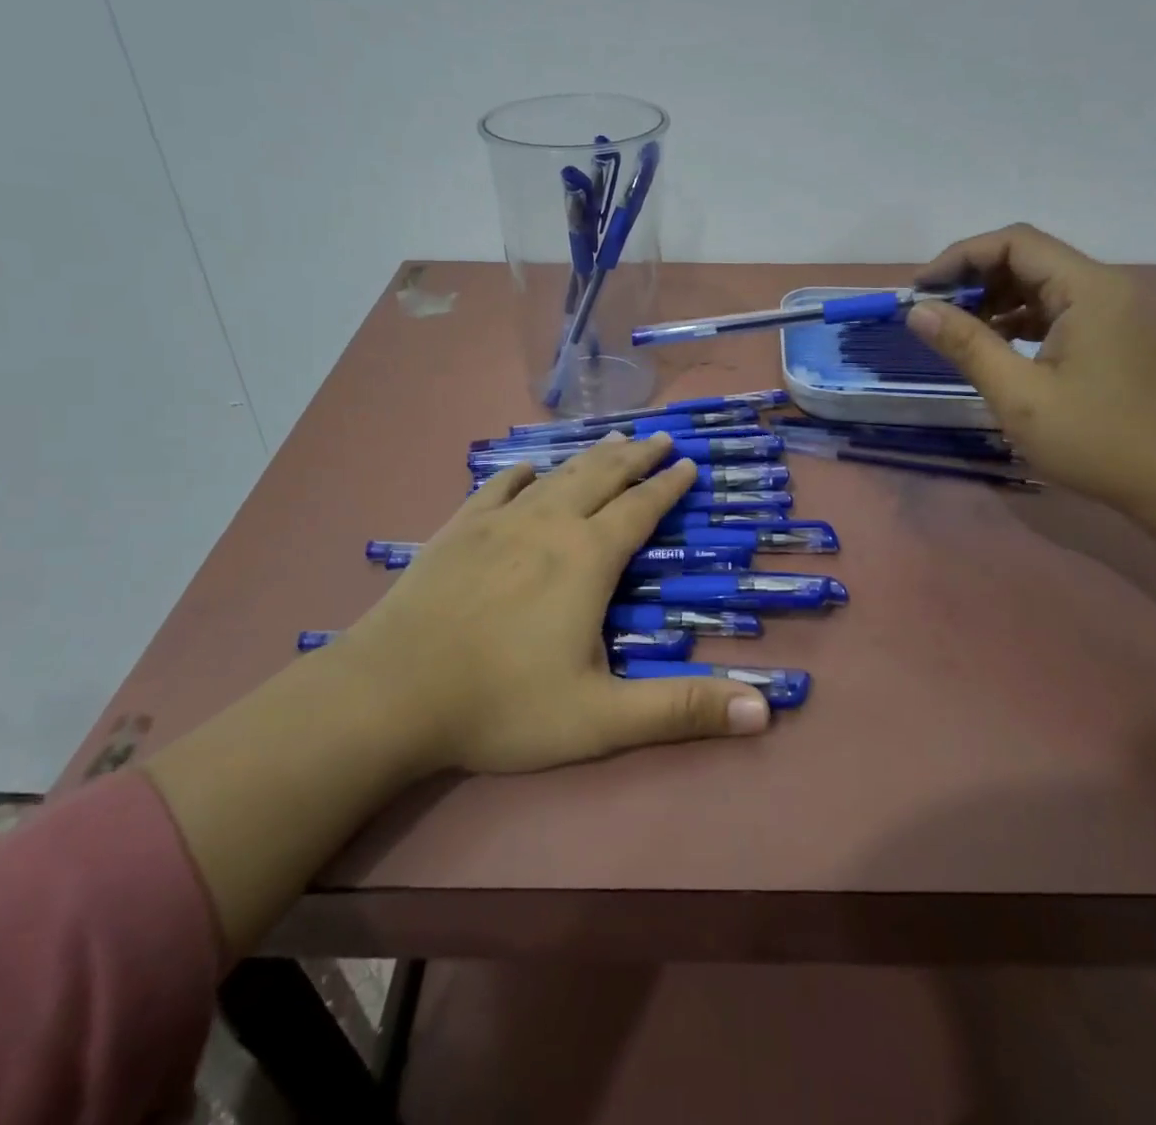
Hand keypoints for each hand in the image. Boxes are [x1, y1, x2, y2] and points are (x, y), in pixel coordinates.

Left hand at [329, 431, 769, 776]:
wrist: (390, 692)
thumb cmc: (501, 705)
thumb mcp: (602, 718)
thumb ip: (682, 710)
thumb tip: (764, 711)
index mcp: (587, 558)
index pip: (640, 508)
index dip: (668, 485)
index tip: (687, 463)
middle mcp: (549, 525)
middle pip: (601, 476)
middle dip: (635, 456)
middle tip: (658, 437)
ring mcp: (498, 522)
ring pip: (556, 475)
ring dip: (589, 457)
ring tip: (611, 441)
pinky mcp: (457, 530)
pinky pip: (497, 488)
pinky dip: (521, 474)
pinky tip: (526, 469)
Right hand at [908, 224, 1155, 514]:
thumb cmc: (1097, 440)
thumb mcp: (1019, 395)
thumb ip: (966, 345)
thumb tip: (917, 310)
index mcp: (1088, 289)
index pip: (1014, 242)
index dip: (959, 258)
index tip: (919, 292)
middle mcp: (1105, 287)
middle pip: (1028, 258)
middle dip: (973, 279)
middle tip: (932, 315)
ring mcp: (1115, 312)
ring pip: (1041, 285)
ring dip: (994, 301)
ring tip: (956, 334)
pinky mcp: (1115, 337)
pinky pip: (1057, 311)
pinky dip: (1019, 321)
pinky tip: (995, 349)